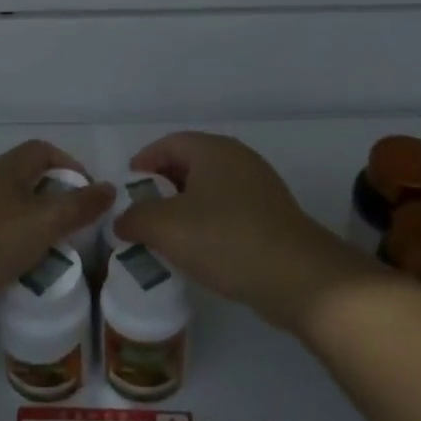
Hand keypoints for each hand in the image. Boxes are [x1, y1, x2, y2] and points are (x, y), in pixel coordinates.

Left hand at [0, 140, 113, 323]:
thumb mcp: (43, 222)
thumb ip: (79, 206)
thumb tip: (111, 188)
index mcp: (10, 169)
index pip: (44, 151)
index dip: (71, 166)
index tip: (89, 195)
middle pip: (31, 181)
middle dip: (57, 202)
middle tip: (77, 229)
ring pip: (16, 212)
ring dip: (38, 229)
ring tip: (56, 254)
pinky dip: (17, 249)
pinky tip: (24, 272)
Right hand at [113, 131, 371, 332]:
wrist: (298, 277)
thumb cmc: (226, 239)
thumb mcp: (167, 228)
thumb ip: (136, 218)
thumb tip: (123, 220)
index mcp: (213, 150)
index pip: (169, 143)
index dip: (143, 162)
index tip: (126, 188)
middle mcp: (238, 159)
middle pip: (189, 164)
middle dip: (161, 187)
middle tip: (141, 213)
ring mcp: (259, 187)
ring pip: (209, 189)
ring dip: (184, 208)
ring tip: (164, 236)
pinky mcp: (271, 215)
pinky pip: (228, 210)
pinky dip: (207, 223)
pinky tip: (198, 250)